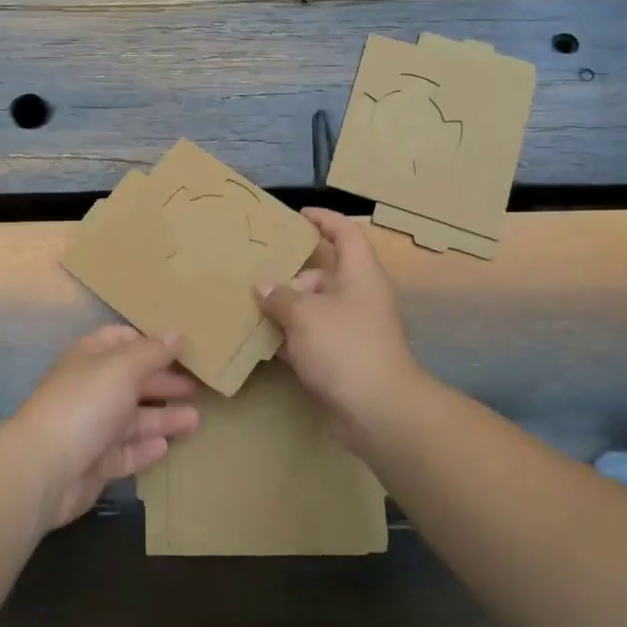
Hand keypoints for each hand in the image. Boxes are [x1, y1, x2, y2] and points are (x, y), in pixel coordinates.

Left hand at [3, 326, 200, 530]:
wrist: (45, 469)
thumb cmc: (85, 404)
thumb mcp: (123, 368)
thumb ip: (152, 352)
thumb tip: (177, 334)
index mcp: (91, 358)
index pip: (122, 340)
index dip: (150, 342)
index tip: (183, 348)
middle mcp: (91, 389)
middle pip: (132, 381)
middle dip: (163, 382)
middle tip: (198, 387)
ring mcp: (92, 428)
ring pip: (134, 419)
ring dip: (163, 418)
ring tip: (196, 420)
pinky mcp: (96, 463)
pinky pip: (126, 452)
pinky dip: (145, 448)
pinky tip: (166, 446)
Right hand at [256, 208, 424, 443]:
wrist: (377, 411)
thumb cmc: (344, 347)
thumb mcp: (304, 314)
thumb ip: (279, 296)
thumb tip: (263, 286)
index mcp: (360, 275)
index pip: (346, 234)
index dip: (325, 219)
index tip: (299, 215)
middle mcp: (359, 297)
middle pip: (324, 274)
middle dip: (291, 274)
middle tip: (256, 272)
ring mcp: (352, 330)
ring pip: (314, 309)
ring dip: (286, 309)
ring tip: (250, 306)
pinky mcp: (342, 359)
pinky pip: (312, 339)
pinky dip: (290, 338)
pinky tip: (262, 342)